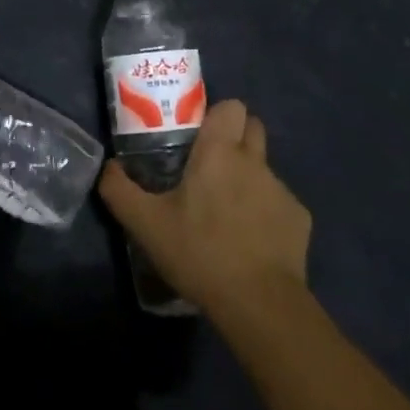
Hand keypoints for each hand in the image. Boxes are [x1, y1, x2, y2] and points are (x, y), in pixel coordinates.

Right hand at [100, 100, 310, 316]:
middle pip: (253, 127)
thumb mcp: (146, 224)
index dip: (216, 115)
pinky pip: (279, 203)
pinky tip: (251, 241)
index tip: (198, 136)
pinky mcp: (300, 219)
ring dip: (248, 178)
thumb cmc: (200, 252)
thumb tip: (109, 167)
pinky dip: (266, 213)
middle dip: (236, 137)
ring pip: (264, 168)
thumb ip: (120, 190)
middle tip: (211, 166)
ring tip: (228, 213)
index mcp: (219, 152)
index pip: (231, 106)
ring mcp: (281, 189)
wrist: (260, 303)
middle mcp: (254, 161)